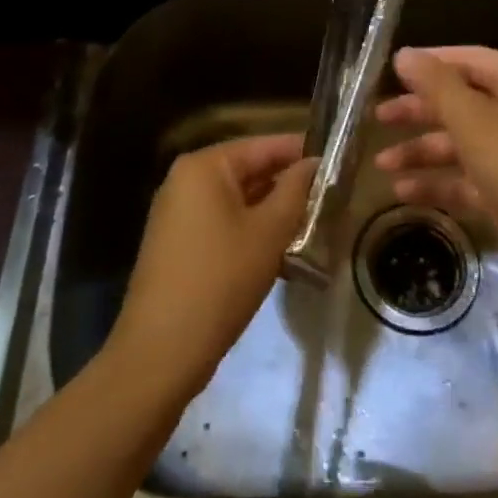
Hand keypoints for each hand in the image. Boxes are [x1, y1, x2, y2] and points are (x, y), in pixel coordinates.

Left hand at [110, 135, 314, 401]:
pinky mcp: (176, 244)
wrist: (161, 352)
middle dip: (288, 184)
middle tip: (330, 197)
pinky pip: (221, 222)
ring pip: (237, 200)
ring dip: (272, 210)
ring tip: (314, 223)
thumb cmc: (221, 280)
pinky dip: (250, 230)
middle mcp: (185, 180)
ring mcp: (177, 213)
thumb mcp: (269, 232)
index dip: (301, 152)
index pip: (263, 145)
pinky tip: (281, 250)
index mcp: (204, 166)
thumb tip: (314, 163)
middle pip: (248, 170)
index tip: (336, 162)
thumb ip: (295, 190)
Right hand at [374, 47, 497, 314]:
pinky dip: (438, 182)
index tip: (393, 71)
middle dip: (420, 110)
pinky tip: (403, 192)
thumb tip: (404, 53)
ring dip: (422, 151)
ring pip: (461, 144)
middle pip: (463, 102)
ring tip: (382, 164)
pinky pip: (467, 180)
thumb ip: (437, 86)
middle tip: (378, 117)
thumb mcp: (476, 124)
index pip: (472, 59)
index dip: (433, 62)